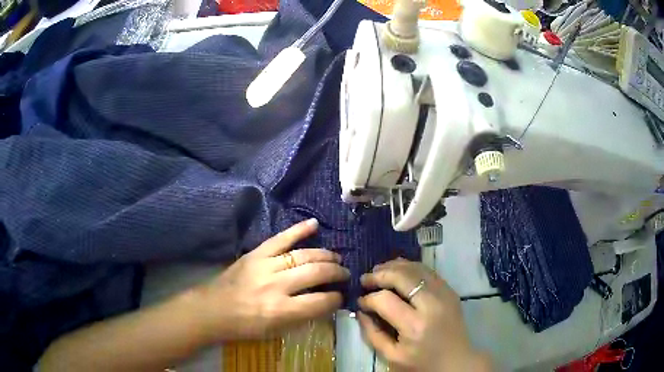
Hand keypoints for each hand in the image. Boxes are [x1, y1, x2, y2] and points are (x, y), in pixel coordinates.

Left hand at [192, 219, 349, 341]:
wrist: (214, 309)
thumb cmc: (246, 326)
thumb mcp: (277, 331)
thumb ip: (303, 317)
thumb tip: (325, 302)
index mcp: (281, 310)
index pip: (320, 301)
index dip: (336, 298)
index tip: (341, 296)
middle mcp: (276, 285)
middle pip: (315, 273)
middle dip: (336, 272)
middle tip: (345, 273)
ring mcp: (265, 265)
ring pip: (303, 255)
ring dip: (324, 255)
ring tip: (336, 258)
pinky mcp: (256, 254)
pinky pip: (280, 238)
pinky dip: (298, 230)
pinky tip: (315, 224)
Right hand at [356, 259, 490, 371]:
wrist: (456, 361)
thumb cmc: (422, 363)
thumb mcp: (391, 356)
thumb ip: (372, 333)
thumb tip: (360, 311)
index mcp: (414, 326)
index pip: (385, 300)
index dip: (368, 298)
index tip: (360, 301)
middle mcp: (431, 304)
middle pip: (402, 276)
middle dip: (379, 274)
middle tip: (365, 279)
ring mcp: (444, 294)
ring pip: (416, 268)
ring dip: (394, 266)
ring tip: (378, 271)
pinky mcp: (450, 290)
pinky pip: (428, 271)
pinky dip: (410, 267)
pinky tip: (399, 271)